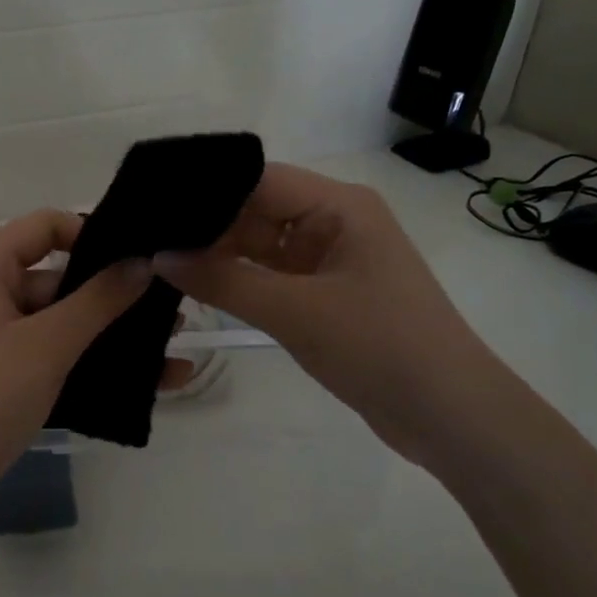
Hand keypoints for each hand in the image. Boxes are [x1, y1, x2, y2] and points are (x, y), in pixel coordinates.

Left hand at [0, 210, 150, 528]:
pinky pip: (50, 357)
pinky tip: (140, 386)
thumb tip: (143, 261)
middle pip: (56, 277)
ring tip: (170, 352)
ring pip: (58, 323)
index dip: (91, 233)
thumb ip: (98, 300)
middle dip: (112, 295)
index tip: (138, 256)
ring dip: (108, 336)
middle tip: (170, 312)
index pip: (44, 225)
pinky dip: (88, 365)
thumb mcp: (46, 345)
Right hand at [153, 163, 502, 467]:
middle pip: (257, 212)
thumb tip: (159, 256)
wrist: (449, 415)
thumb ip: (224, 281)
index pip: (259, 180)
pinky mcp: (326, 296)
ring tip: (160, 263)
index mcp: (340, 206)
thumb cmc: (379, 346)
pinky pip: (272, 279)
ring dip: (220, 258)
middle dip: (208, 228)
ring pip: (261, 248)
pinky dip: (240, 284)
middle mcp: (335, 223)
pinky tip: (197, 288)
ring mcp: (330, 261)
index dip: (207, 191)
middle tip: (147, 240)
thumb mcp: (295, 311)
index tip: (153, 206)